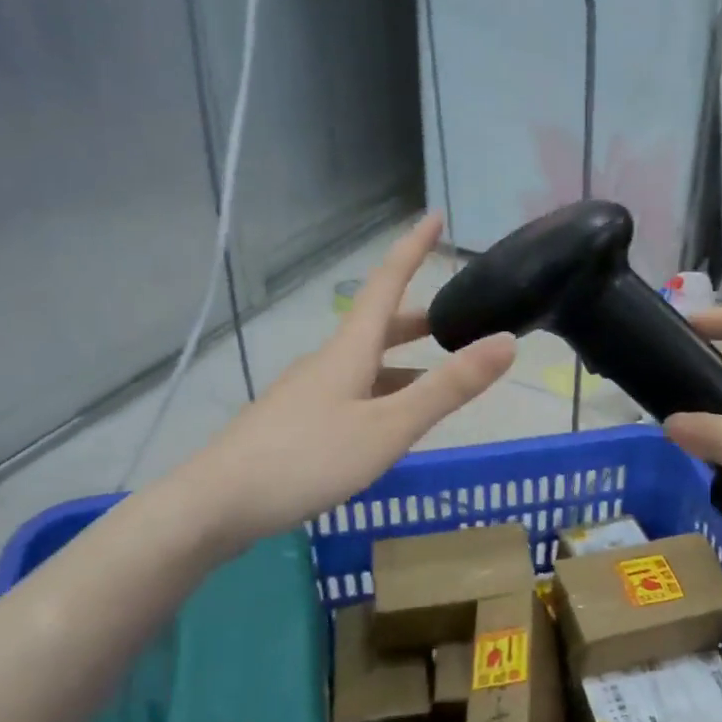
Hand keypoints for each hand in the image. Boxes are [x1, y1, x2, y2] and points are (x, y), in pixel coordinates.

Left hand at [188, 215, 514, 546]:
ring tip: (434, 380)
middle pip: (377, 326)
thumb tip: (506, 341)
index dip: (412, 249)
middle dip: (417, 319)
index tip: (434, 216)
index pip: (387, 283)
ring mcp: (306, 392)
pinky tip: (386, 425)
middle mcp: (326, 362)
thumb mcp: (388, 427)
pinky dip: (380, 393)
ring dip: (401, 362)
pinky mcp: (294, 422)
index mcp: (349, 350)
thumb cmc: (307, 459)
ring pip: (364, 364)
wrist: (215, 504)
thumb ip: (447, 388)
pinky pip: (349, 393)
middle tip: (454, 323)